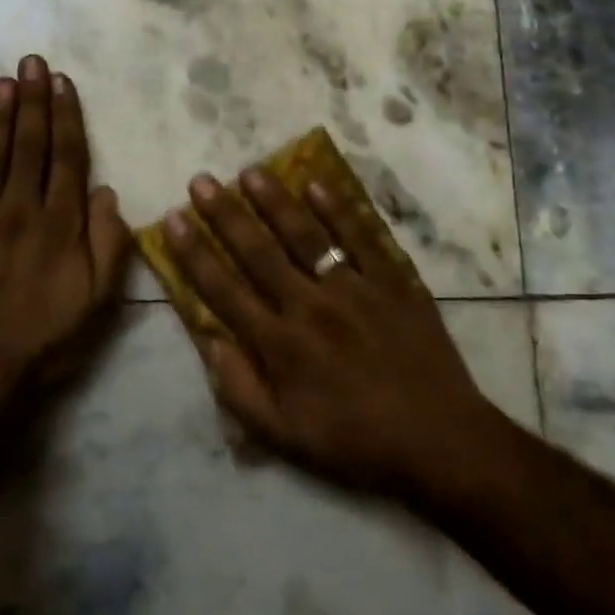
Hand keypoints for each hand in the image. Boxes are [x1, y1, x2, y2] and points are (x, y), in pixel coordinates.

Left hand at [0, 55, 130, 430]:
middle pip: (28, 144)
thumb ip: (109, 243)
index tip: (62, 82)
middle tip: (30, 61)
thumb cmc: (49, 338)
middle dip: (31, 100)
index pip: (67, 156)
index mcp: (61, 224)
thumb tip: (106, 192)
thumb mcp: (100, 300)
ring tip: (3, 81)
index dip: (66, 116)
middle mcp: (21, 210)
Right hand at [165, 168, 490, 502]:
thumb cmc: (356, 444)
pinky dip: (338, 209)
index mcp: (281, 345)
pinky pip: (361, 237)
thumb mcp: (286, 438)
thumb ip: (240, 390)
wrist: (440, 441)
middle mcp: (310, 306)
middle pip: (258, 251)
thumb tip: (208, 342)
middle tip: (202, 180)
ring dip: (275, 201)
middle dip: (225, 214)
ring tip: (251, 171)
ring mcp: (354, 289)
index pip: (225, 289)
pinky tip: (317, 183)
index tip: (174, 219)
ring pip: (306, 235)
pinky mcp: (392, 281)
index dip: (195, 253)